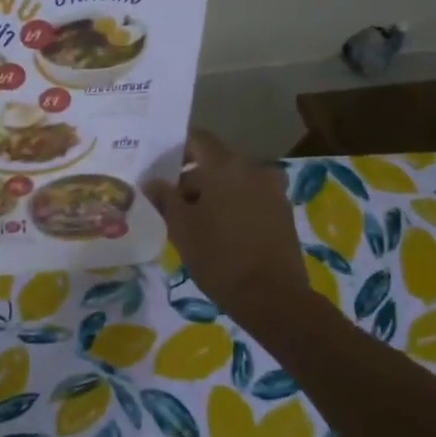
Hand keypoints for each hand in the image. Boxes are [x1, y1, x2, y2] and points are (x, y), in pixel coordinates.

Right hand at [145, 129, 309, 333]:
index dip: (175, 148)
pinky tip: (218, 231)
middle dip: (191, 178)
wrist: (273, 298)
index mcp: (226, 167)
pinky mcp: (283, 212)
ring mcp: (272, 190)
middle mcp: (253, 169)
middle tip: (170, 202)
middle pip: (215, 162)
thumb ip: (165, 198)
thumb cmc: (219, 257)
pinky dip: (232, 206)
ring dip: (212, 194)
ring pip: (233, 181)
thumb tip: (152, 182)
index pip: (197, 139)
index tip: (158, 167)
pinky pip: (249, 198)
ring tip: (192, 221)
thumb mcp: (181, 228)